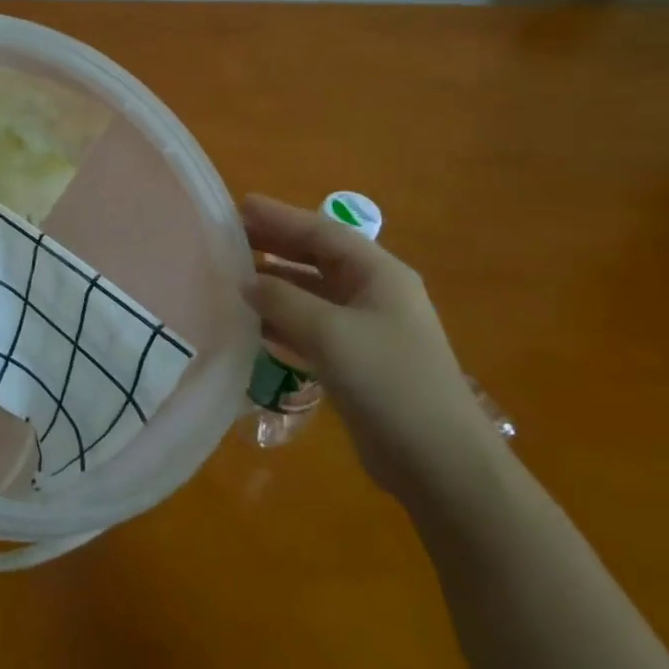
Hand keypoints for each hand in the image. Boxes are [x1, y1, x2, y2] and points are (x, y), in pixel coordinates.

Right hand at [243, 193, 499, 503]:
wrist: (439, 462)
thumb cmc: (389, 382)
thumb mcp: (330, 333)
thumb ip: (283, 301)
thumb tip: (246, 282)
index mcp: (379, 274)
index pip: (322, 231)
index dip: (280, 217)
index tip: (238, 206)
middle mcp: (374, 294)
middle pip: (317, 258)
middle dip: (275, 245)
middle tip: (229, 237)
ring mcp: (367, 330)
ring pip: (312, 294)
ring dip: (275, 284)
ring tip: (232, 276)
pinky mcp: (357, 362)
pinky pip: (312, 327)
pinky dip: (282, 321)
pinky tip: (252, 325)